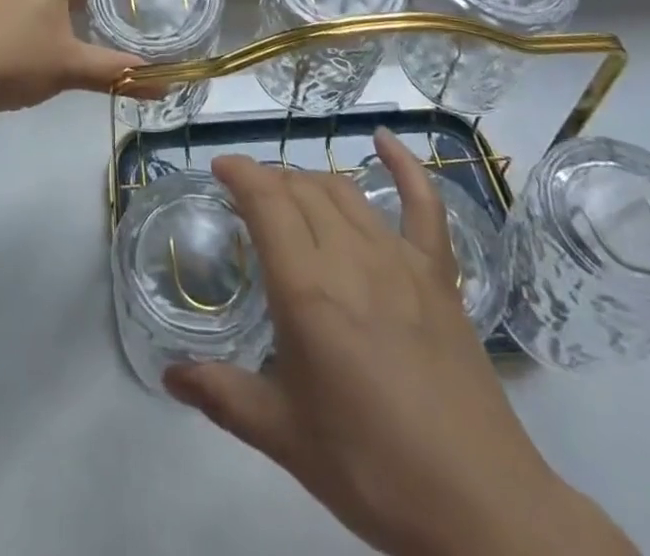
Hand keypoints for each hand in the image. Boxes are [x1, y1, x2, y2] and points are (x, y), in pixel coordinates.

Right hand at [166, 131, 636, 555]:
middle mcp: (350, 257)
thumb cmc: (372, 470)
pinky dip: (404, 164)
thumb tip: (169, 376)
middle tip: (249, 200)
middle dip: (269, 181)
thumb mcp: (285, 437)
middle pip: (301, 189)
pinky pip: (424, 203)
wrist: (481, 510)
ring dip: (310, 182)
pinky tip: (384, 139)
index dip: (239, 173)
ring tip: (290, 194)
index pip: (266, 201)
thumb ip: (223, 396)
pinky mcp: (438, 274)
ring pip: (344, 192)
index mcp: (306, 289)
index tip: (219, 169)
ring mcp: (399, 260)